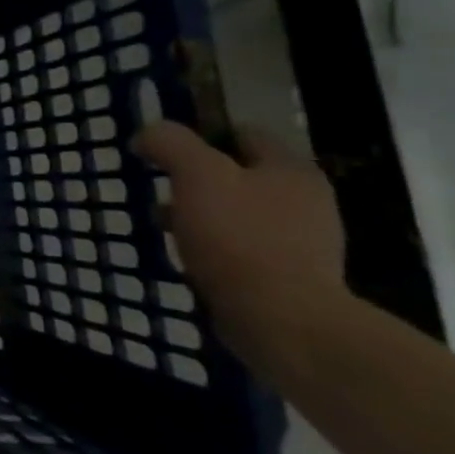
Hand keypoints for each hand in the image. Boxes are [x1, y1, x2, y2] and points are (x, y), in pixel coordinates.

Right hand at [132, 121, 349, 376]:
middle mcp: (306, 200)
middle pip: (239, 174)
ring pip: (238, 212)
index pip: (242, 132)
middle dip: (196, 179)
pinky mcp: (290, 276)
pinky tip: (189, 257)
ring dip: (201, 214)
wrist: (282, 321)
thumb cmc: (239, 237)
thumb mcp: (197, 175)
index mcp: (291, 170)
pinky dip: (214, 247)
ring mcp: (302, 242)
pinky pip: (242, 247)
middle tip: (159, 188)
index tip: (162, 150)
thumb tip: (148, 134)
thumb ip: (171, 143)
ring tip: (165, 226)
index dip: (199, 134)